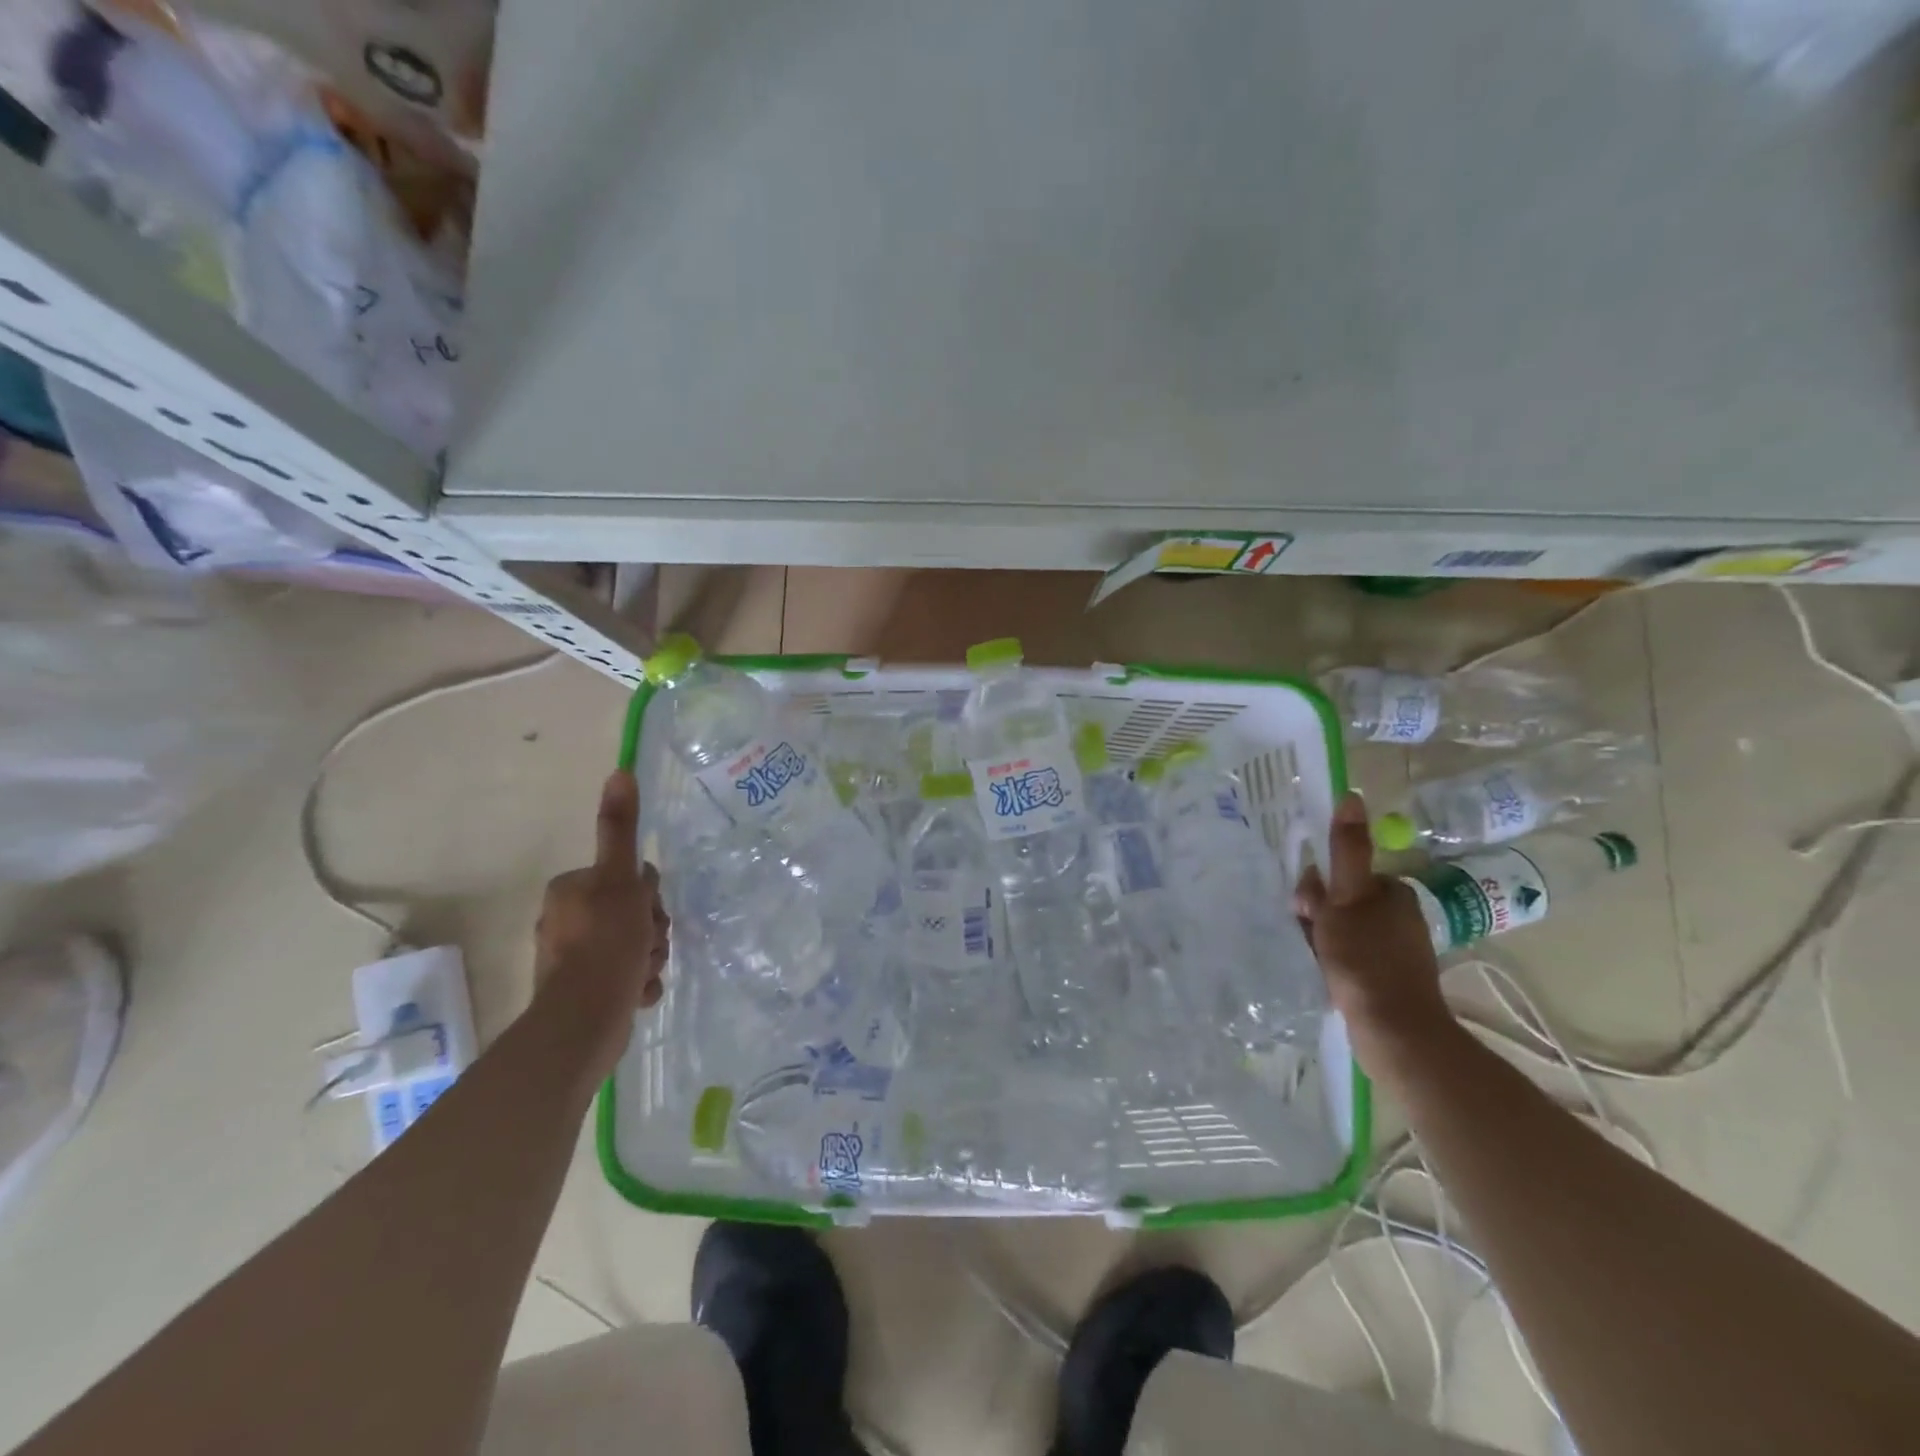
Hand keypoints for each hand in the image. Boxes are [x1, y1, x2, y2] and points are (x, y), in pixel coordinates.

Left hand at [534, 772, 669, 1073]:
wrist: (584, 1021)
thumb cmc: (606, 944)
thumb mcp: (620, 880)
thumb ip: (620, 829)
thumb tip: (619, 771)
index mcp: (572, 890)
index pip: (630, 879)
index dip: (648, 897)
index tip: (647, 915)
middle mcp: (567, 919)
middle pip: (634, 913)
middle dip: (651, 932)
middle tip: (648, 946)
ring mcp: (573, 959)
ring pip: (634, 945)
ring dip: (649, 958)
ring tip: (642, 974)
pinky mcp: (582, 991)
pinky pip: (625, 976)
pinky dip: (637, 983)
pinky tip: (637, 992)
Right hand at [1296, 791, 1456, 1079]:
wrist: (1395, 1032)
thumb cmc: (1365, 959)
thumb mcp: (1346, 898)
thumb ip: (1346, 850)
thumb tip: (1352, 795)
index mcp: (1393, 892)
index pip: (1342, 874)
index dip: (1317, 889)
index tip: (1305, 909)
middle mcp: (1400, 916)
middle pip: (1341, 902)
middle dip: (1317, 917)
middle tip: (1309, 938)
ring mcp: (1398, 950)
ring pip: (1343, 931)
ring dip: (1322, 941)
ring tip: (1316, 961)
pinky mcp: (1393, 979)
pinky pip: (1353, 958)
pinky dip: (1335, 963)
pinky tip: (1327, 977)